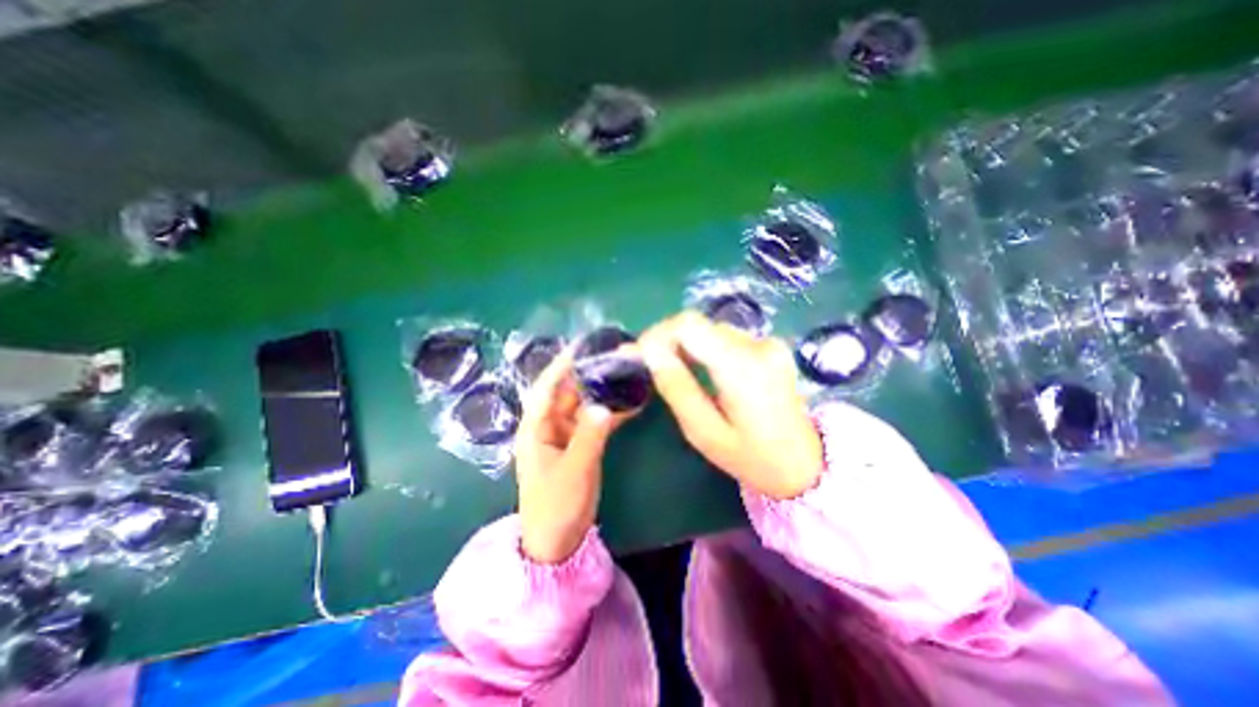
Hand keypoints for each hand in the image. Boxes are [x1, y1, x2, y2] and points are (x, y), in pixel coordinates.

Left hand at [510, 350, 629, 566]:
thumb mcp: (573, 472)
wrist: (557, 542)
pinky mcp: (580, 443)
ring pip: (584, 404)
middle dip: (589, 373)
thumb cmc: (556, 507)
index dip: (563, 364)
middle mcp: (549, 425)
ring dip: (602, 389)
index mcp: (536, 427)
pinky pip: (595, 420)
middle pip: (568, 391)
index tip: (584, 345)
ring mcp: (566, 434)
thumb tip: (606, 406)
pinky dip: (611, 410)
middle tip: (614, 355)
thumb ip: (589, 438)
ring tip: (625, 371)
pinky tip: (631, 401)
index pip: (547, 387)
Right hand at [641, 312, 828, 498]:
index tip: (640, 355)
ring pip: (710, 330)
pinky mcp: (770, 347)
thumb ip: (676, 387)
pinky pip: (725, 338)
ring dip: (686, 345)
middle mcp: (758, 345)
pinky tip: (699, 370)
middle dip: (668, 340)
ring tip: (674, 371)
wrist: (806, 465)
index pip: (689, 325)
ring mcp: (767, 343)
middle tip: (650, 366)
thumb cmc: (752, 458)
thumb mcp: (704, 432)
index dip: (657, 333)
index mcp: (742, 367)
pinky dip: (704, 349)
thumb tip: (649, 351)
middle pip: (698, 324)